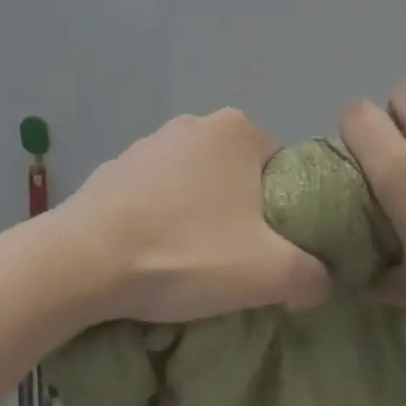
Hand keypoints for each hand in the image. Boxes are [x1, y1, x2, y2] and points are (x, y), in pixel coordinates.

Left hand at [61, 110, 332, 323]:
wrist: (80, 264)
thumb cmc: (185, 252)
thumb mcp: (268, 273)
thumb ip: (313, 275)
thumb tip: (324, 281)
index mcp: (238, 130)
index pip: (281, 168)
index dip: (282, 211)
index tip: (269, 247)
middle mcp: (194, 124)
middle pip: (239, 175)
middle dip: (240, 211)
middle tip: (234, 258)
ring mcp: (147, 144)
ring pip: (195, 184)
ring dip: (198, 214)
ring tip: (189, 261)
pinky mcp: (111, 170)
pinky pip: (154, 195)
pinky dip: (159, 218)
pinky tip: (151, 254)